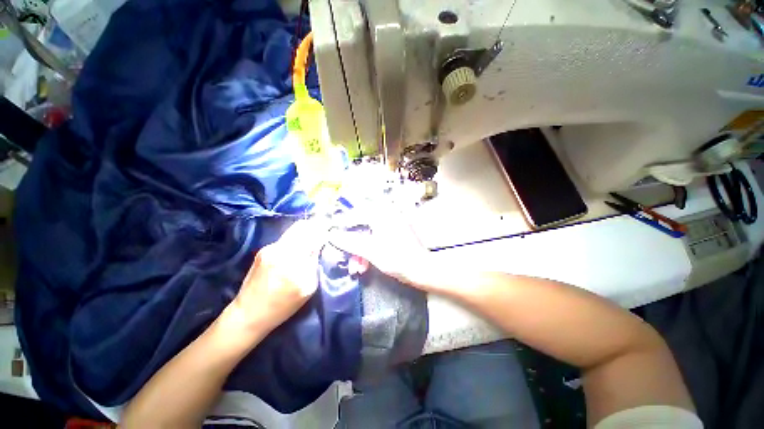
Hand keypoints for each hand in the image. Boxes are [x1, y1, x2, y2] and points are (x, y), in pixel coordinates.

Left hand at [226, 220, 327, 335]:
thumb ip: (314, 263)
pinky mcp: (263, 250)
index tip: (330, 230)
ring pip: (294, 230)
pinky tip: (297, 249)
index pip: (313, 234)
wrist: (248, 314)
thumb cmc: (283, 306)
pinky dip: (295, 240)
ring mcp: (269, 248)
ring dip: (305, 233)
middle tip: (322, 233)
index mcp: (293, 262)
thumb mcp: (308, 287)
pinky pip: (286, 238)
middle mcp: (280, 250)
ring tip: (312, 240)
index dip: (324, 230)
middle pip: (302, 226)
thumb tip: (320, 244)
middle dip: (315, 227)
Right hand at [328, 203, 434, 289]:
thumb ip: (350, 242)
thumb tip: (331, 235)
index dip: (342, 225)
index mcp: (382, 215)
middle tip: (345, 256)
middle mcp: (387, 215)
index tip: (331, 234)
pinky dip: (369, 252)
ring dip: (360, 252)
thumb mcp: (371, 251)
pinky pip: (376, 240)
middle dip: (352, 245)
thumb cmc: (397, 259)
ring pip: (368, 236)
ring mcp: (391, 225)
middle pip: (361, 227)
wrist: (422, 270)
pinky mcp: (394, 235)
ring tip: (356, 269)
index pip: (356, 215)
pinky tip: (364, 266)